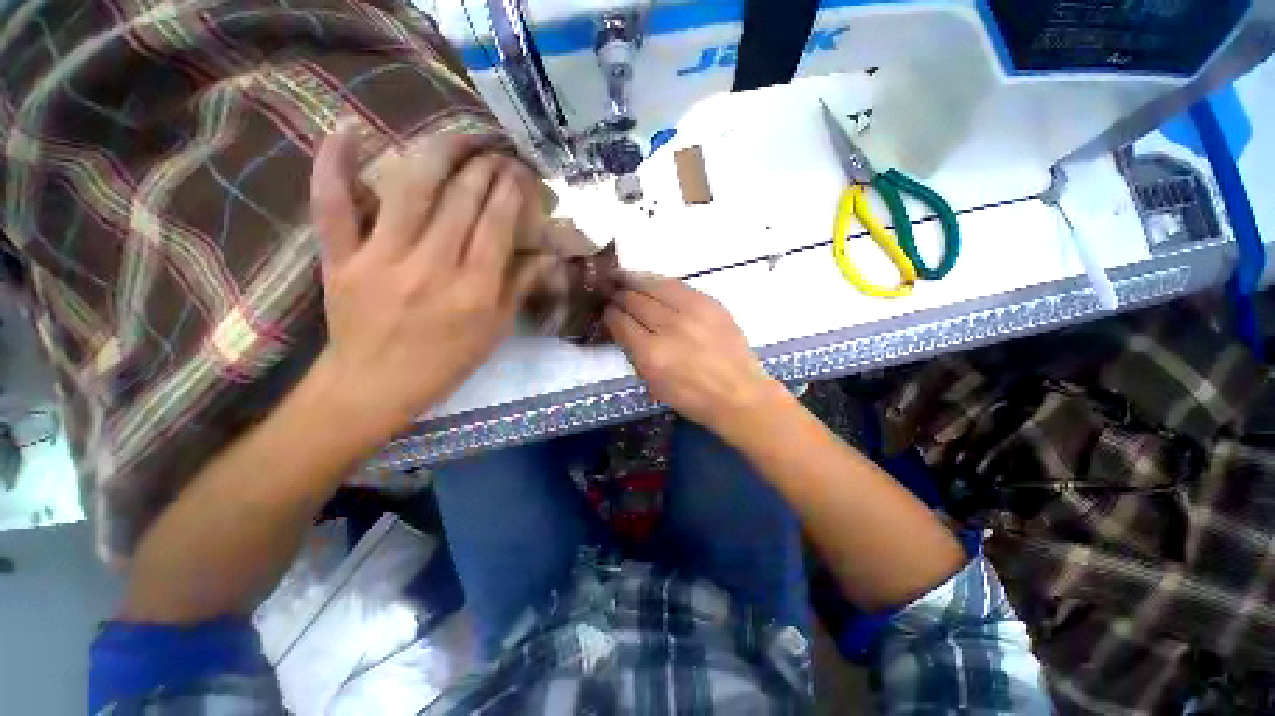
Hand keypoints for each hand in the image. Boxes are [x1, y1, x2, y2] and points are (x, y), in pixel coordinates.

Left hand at [309, 125, 545, 434]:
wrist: (374, 386)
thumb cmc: (445, 362)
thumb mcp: (495, 332)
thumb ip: (519, 289)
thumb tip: (546, 255)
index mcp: (473, 291)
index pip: (497, 225)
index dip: (510, 190)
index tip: (519, 171)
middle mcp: (431, 268)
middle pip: (460, 201)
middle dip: (483, 167)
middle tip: (495, 150)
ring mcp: (380, 259)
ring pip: (410, 191)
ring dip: (437, 153)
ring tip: (456, 136)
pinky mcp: (340, 258)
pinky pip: (333, 205)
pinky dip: (334, 165)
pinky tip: (348, 130)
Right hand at [604, 274, 789, 438]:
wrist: (738, 394)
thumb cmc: (693, 398)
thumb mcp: (654, 384)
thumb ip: (635, 353)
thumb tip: (623, 327)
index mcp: (651, 354)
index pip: (621, 322)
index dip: (609, 313)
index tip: (605, 309)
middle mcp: (669, 327)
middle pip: (635, 300)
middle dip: (618, 294)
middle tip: (610, 290)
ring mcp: (692, 312)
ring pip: (654, 286)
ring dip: (634, 280)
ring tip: (623, 276)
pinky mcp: (709, 303)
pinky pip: (677, 285)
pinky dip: (659, 282)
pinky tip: (651, 281)